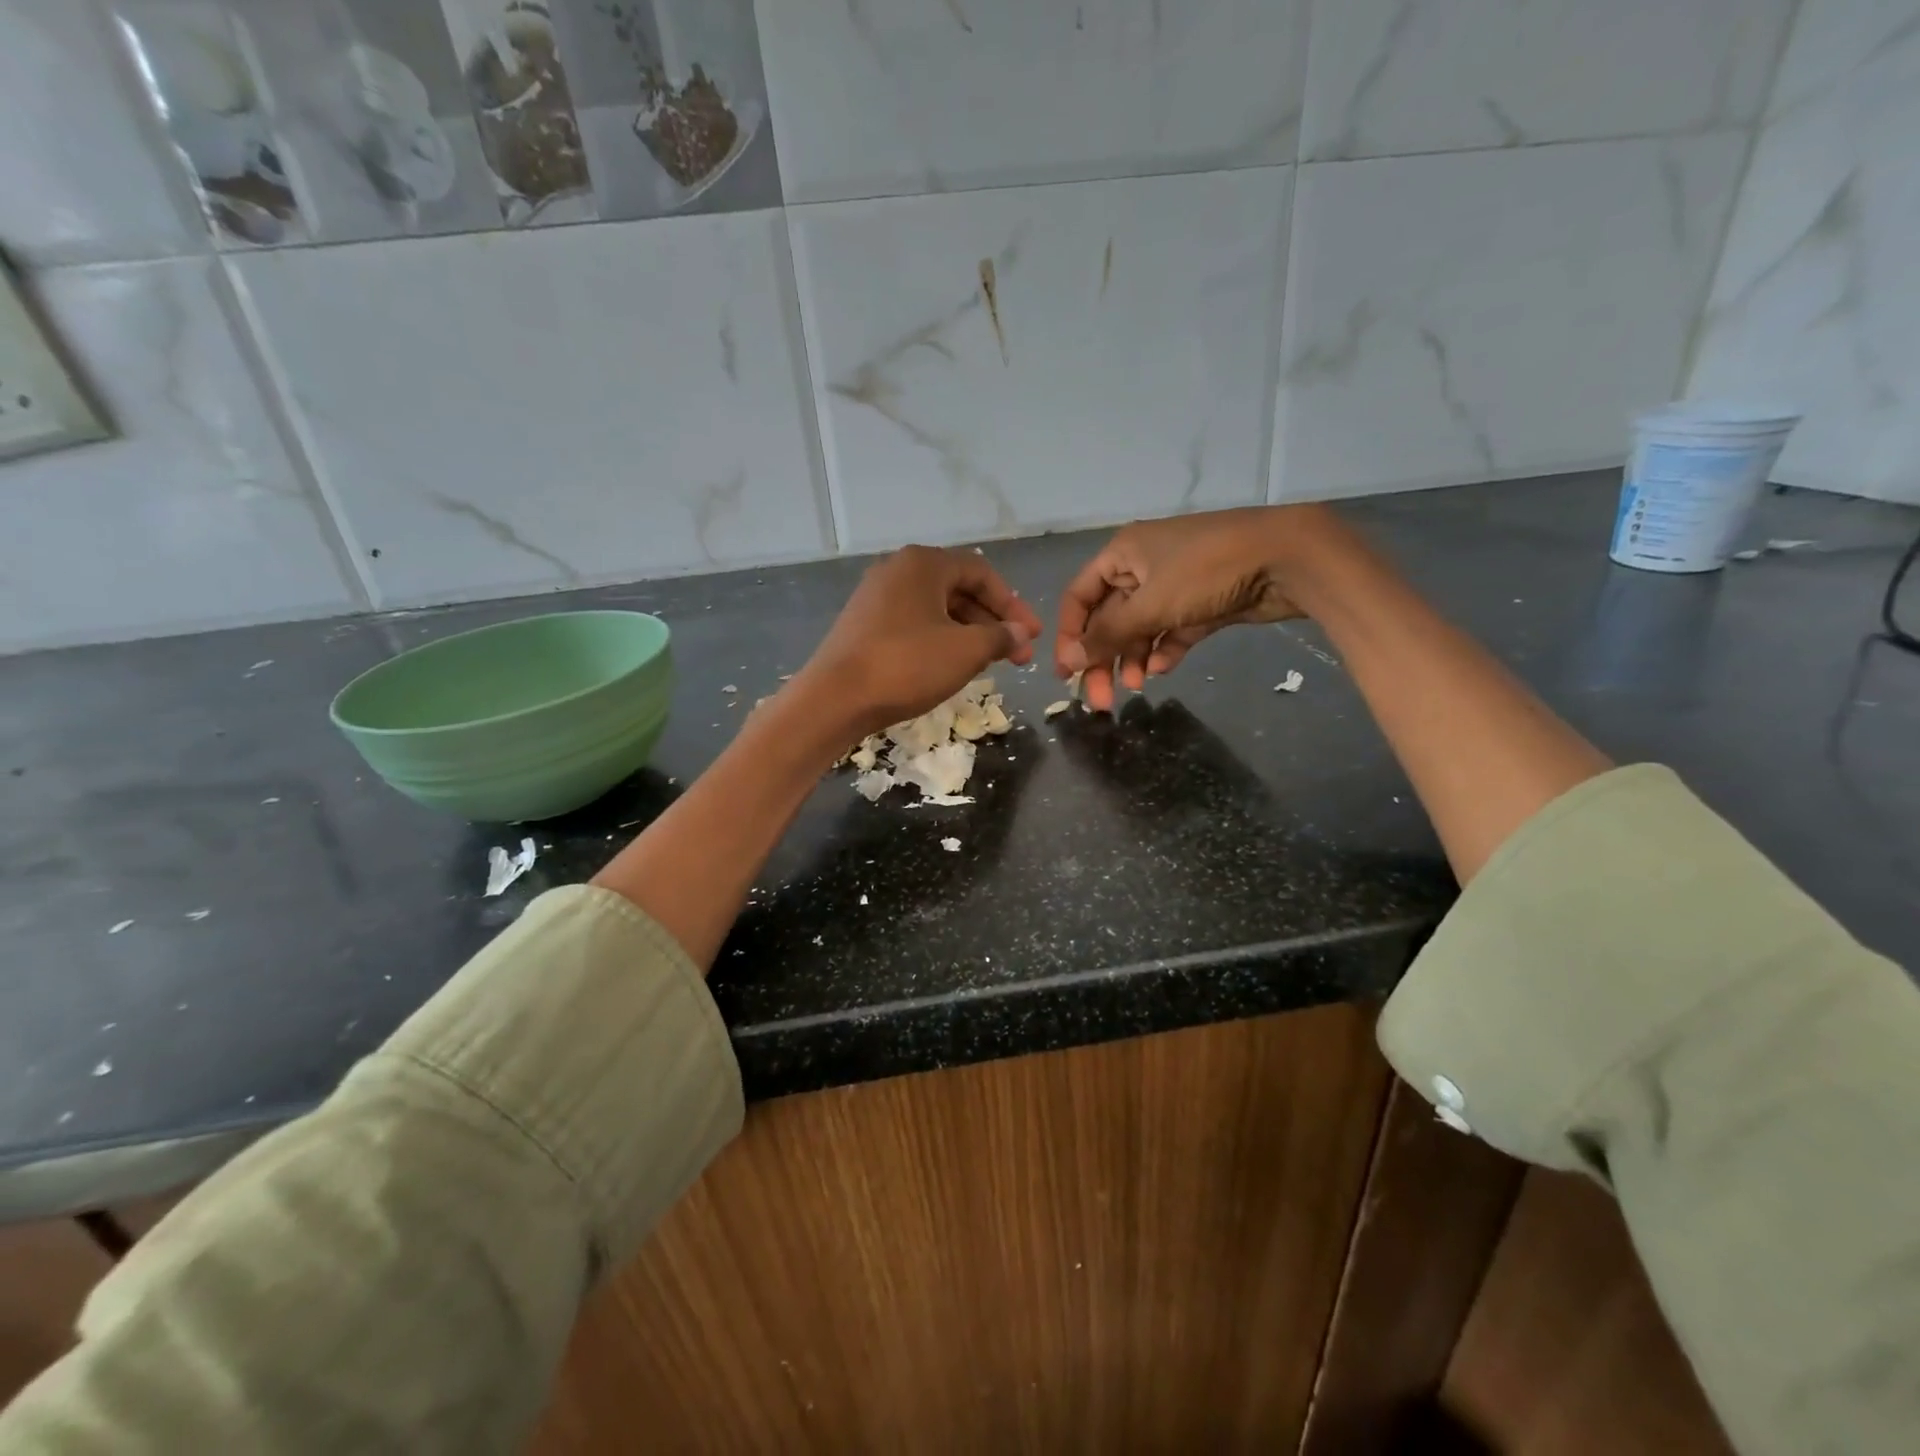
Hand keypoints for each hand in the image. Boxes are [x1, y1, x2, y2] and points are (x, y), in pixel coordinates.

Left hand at [796, 545, 1042, 738]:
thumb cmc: (906, 666)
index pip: (981, 572)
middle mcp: (897, 570)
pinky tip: (951, 666)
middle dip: (993, 622)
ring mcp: (876, 597)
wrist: (834, 699)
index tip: (1031, 636)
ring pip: (936, 610)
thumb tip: (1019, 633)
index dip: (1013, 604)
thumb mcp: (965, 651)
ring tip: (990, 663)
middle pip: (959, 589)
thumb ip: (999, 636)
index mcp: (923, 564)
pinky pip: (914, 624)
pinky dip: (940, 640)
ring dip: (969, 633)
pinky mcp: (864, 625)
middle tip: (1018, 655)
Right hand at [1055, 506, 1327, 710]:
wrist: (1288, 556)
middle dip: (1104, 657)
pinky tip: (1164, 669)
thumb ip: (1107, 634)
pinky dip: (1165, 649)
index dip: (1069, 635)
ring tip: (1137, 686)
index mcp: (1122, 554)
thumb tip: (1068, 659)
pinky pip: (1172, 630)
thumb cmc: (1207, 571)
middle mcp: (1143, 566)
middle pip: (1109, 618)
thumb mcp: (1150, 604)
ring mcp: (1174, 584)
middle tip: (1101, 698)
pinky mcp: (1202, 602)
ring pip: (1140, 628)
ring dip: (1134, 658)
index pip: (1079, 597)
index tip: (1067, 674)